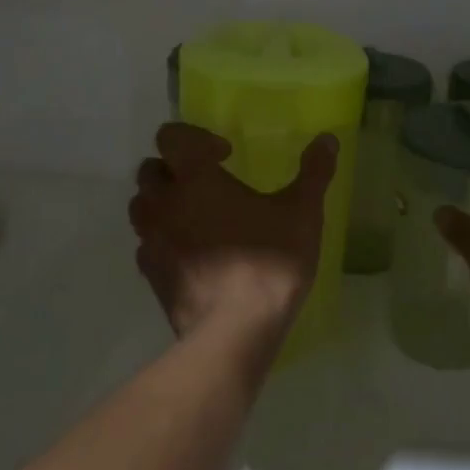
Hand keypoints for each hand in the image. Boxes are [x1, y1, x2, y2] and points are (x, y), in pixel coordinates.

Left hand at [128, 123, 338, 349]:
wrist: (234, 332)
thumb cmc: (268, 263)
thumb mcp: (302, 213)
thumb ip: (314, 172)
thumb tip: (327, 139)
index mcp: (196, 179)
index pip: (172, 136)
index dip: (195, 138)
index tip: (225, 156)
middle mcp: (165, 204)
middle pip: (151, 169)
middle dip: (176, 169)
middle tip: (209, 183)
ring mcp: (152, 241)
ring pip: (142, 206)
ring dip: (163, 202)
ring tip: (196, 215)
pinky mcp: (151, 275)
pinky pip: (146, 243)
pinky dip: (162, 238)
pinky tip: (192, 252)